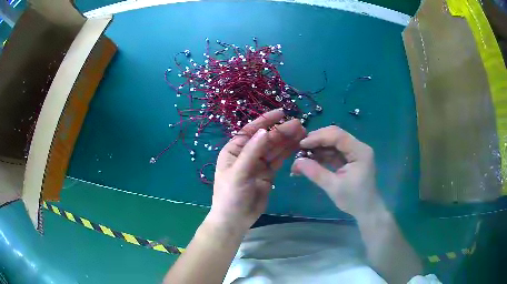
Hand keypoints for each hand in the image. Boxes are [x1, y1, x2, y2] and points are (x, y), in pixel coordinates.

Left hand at [210, 109, 305, 231]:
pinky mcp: (267, 174)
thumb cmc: (230, 195)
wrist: (235, 220)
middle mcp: (246, 154)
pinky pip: (278, 160)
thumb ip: (252, 152)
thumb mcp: (239, 173)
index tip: (282, 112)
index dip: (266, 120)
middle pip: (266, 139)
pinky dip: (287, 152)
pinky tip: (297, 145)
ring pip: (274, 148)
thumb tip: (264, 131)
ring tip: (303, 132)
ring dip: (287, 140)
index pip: (251, 130)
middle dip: (281, 131)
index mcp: (235, 150)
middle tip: (299, 125)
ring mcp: (258, 164)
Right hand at [291, 126, 379, 217]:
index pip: (338, 136)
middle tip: (299, 149)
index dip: (318, 137)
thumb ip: (315, 172)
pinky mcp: (349, 158)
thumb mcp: (333, 187)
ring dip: (317, 148)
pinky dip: (321, 155)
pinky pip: (333, 151)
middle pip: (335, 135)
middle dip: (316, 140)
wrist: (366, 210)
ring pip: (333, 142)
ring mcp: (354, 152)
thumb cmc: (354, 200)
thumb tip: (296, 162)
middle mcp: (358, 147)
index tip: (301, 144)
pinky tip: (309, 161)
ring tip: (301, 157)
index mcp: (359, 151)